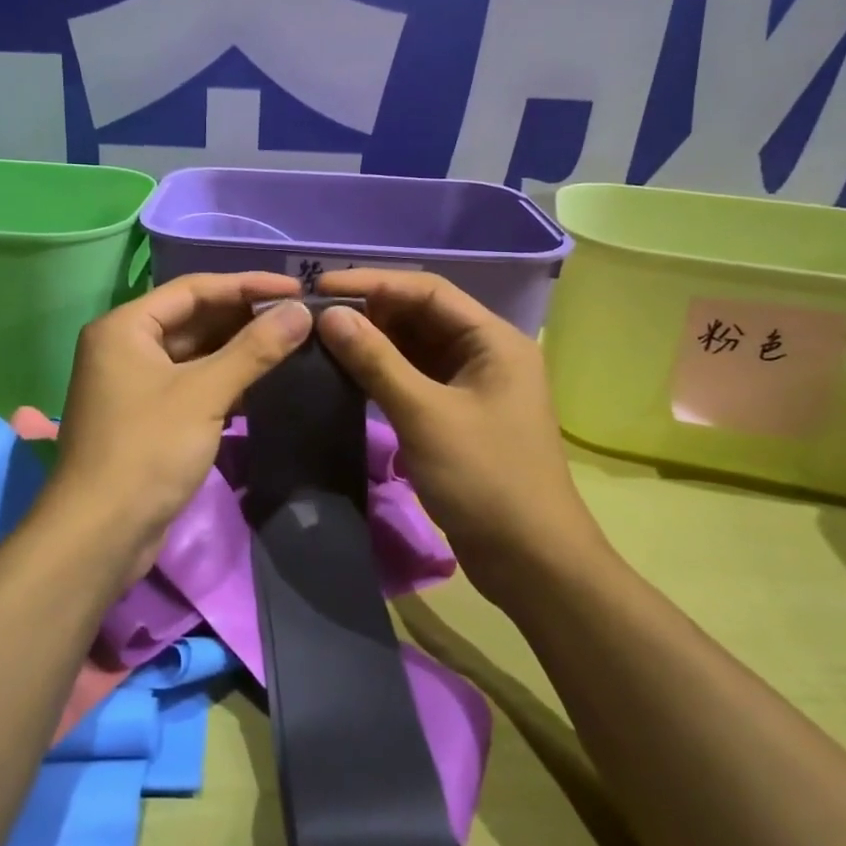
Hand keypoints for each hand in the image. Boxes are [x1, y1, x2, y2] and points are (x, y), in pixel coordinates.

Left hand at [50, 273, 312, 572]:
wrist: (100, 534)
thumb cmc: (148, 450)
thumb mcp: (204, 394)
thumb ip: (254, 349)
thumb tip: (301, 311)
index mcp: (125, 327)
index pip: (194, 289)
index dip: (246, 285)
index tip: (295, 289)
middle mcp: (124, 347)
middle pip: (193, 319)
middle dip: (244, 318)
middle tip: (299, 317)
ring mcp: (134, 384)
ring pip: (194, 354)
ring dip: (238, 350)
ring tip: (291, 344)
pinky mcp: (146, 417)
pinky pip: (190, 384)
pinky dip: (224, 380)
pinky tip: (263, 382)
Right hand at [314, 269, 606, 596]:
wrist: (531, 563)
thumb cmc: (485, 479)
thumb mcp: (425, 415)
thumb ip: (376, 361)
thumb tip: (329, 315)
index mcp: (493, 340)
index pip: (427, 291)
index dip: (372, 283)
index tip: (320, 286)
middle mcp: (485, 353)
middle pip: (421, 315)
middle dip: (370, 310)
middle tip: (314, 314)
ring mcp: (471, 385)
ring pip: (414, 347)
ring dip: (373, 341)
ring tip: (321, 337)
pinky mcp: (457, 414)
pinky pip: (414, 378)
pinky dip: (382, 372)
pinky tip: (345, 372)